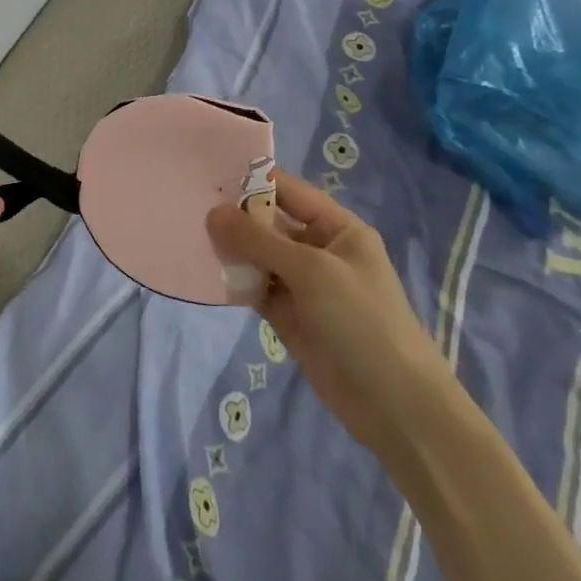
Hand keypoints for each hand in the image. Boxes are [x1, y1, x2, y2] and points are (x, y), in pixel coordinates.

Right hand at [207, 171, 454, 458]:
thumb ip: (259, 240)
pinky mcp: (288, 316)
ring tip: (188, 236)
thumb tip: (213, 213)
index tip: (207, 176)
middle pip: (269, 223)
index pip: (289, 191)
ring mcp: (303, 285)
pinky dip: (234, 281)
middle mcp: (319, 250)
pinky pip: (255, 288)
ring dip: (230, 250)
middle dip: (234, 217)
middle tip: (187, 206)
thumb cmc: (361, 320)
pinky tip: (204, 272)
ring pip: (258, 256)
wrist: (393, 404)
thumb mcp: (311, 271)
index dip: (252, 181)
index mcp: (337, 228)